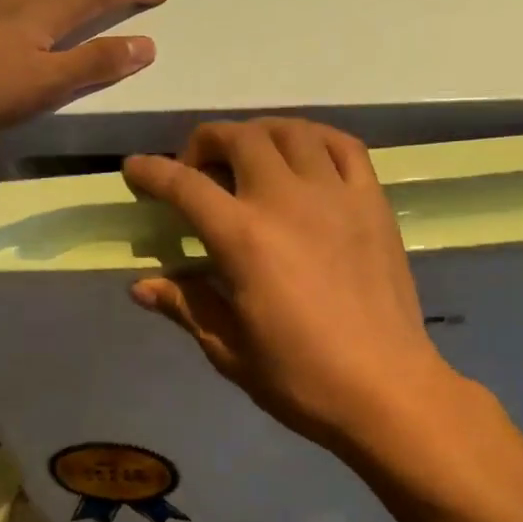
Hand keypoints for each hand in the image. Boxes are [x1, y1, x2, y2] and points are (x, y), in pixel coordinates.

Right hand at [122, 119, 472, 456]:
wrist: (388, 390)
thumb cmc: (302, 379)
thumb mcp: (230, 350)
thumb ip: (186, 305)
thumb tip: (141, 286)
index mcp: (243, 239)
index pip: (185, 186)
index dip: (152, 172)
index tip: (134, 168)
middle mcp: (286, 200)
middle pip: (238, 139)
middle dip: (205, 142)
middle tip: (196, 169)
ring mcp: (336, 195)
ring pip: (291, 131)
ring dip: (258, 133)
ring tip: (248, 156)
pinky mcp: (372, 201)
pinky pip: (343, 145)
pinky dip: (315, 137)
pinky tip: (304, 155)